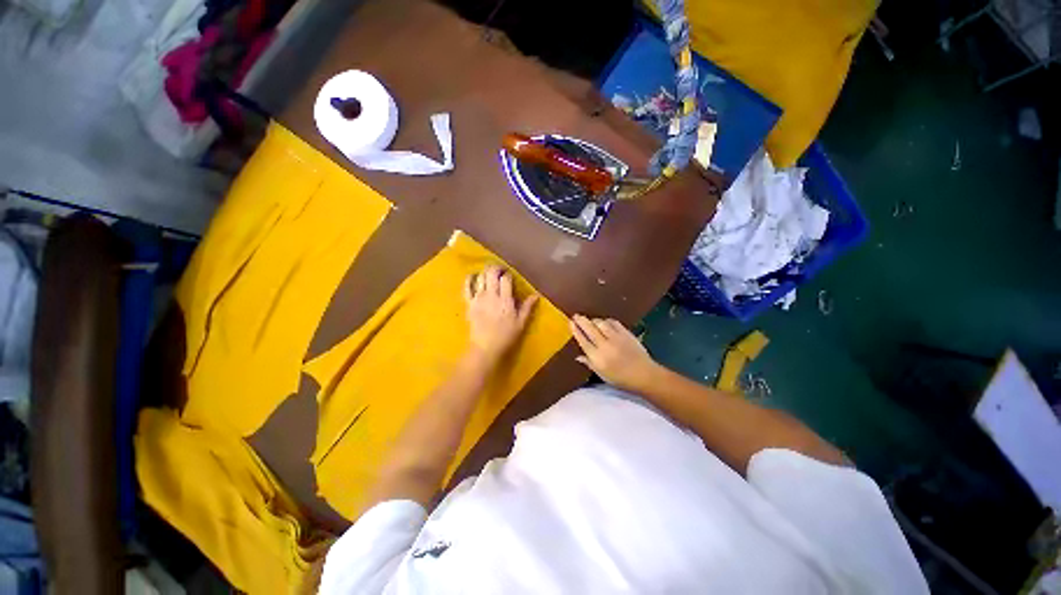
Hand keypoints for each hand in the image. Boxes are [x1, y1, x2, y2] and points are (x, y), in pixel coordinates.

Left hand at [464, 265, 537, 362]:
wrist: (485, 348)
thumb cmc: (506, 336)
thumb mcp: (521, 323)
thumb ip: (527, 307)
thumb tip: (536, 295)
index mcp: (505, 300)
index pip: (506, 279)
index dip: (508, 274)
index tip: (510, 276)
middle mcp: (491, 295)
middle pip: (491, 273)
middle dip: (496, 268)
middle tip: (499, 270)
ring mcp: (478, 298)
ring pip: (480, 277)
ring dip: (485, 272)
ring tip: (489, 274)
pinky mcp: (469, 303)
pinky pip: (466, 287)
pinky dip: (469, 279)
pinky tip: (473, 276)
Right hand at [570, 315, 660, 391]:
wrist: (644, 375)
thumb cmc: (621, 378)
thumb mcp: (602, 375)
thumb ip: (589, 363)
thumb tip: (578, 357)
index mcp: (597, 357)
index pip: (583, 340)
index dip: (576, 330)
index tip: (571, 323)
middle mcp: (605, 345)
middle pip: (590, 329)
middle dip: (581, 321)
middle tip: (576, 316)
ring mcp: (616, 338)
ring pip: (601, 323)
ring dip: (594, 320)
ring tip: (590, 320)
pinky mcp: (626, 333)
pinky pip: (613, 323)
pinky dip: (607, 321)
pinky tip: (604, 322)